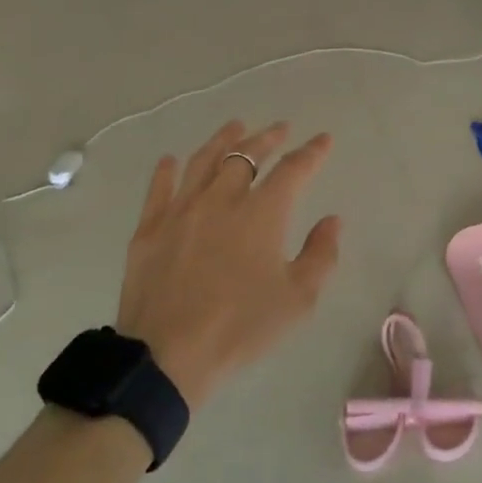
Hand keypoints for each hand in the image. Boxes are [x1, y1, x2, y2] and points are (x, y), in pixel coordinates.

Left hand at [116, 120, 340, 409]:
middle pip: (246, 155)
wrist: (167, 355)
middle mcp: (221, 199)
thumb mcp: (297, 299)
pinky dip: (167, 170)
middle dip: (267, 138)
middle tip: (280, 129)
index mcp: (261, 213)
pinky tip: (171, 160)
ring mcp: (180, 210)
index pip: (293, 170)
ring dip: (223, 140)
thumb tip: (332, 220)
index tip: (323, 139)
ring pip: (203, 161)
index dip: (311, 152)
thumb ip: (321, 255)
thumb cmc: (240, 327)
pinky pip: (159, 188)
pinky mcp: (149, 228)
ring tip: (235, 127)